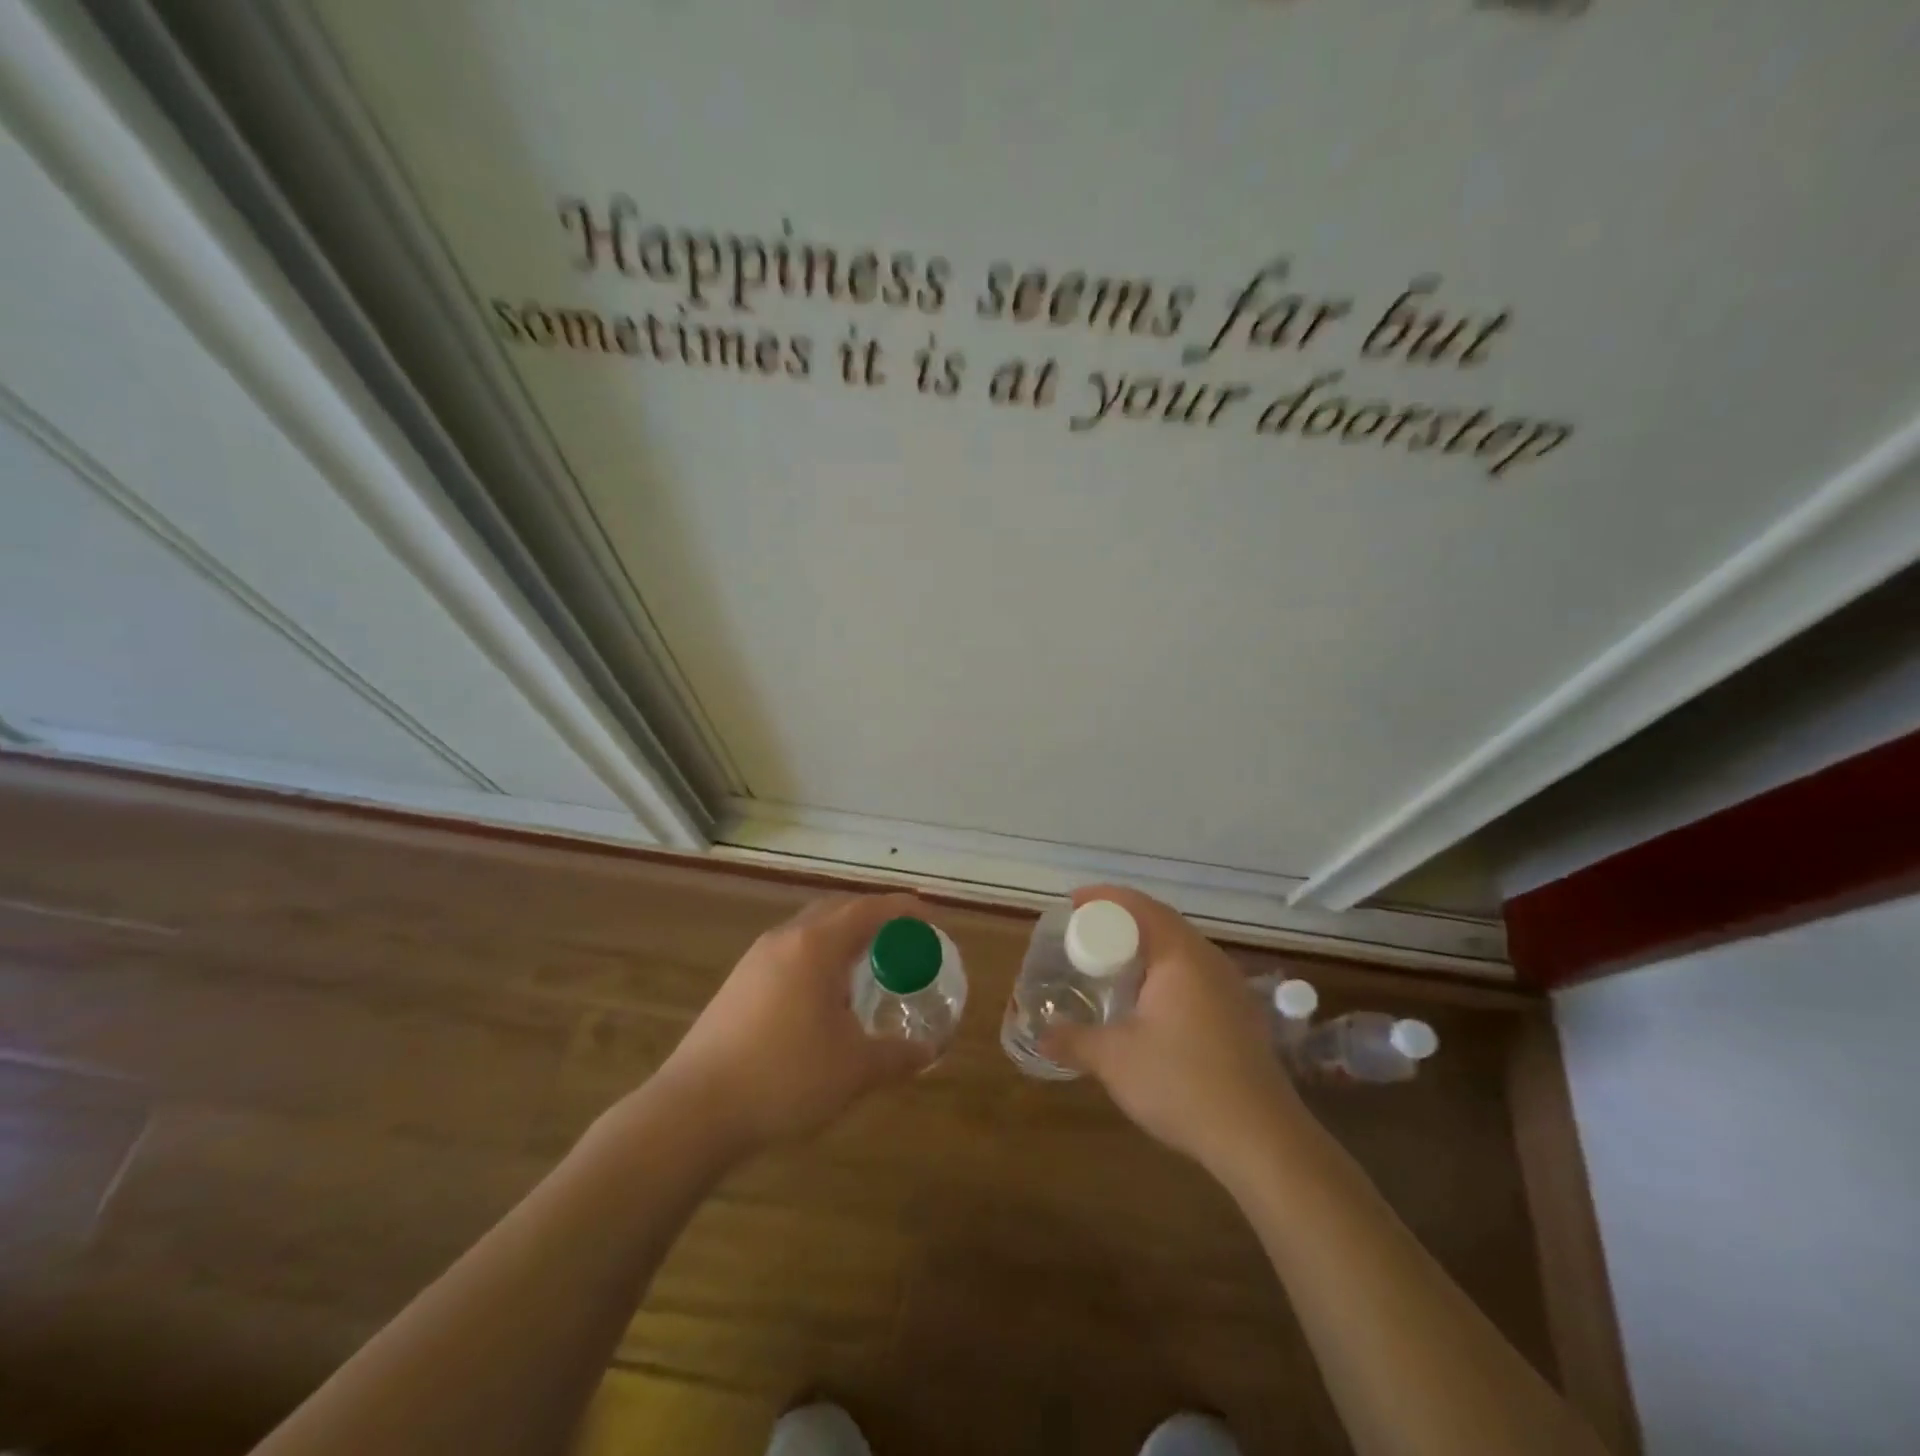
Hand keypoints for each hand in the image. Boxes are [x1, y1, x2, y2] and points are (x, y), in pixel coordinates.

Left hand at [647, 892, 938, 1154]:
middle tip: (904, 938)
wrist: (693, 1110)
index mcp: (816, 945)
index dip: (904, 909)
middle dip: (874, 916)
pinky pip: (791, 951)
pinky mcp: (738, 983)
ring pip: (810, 929)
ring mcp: (756, 959)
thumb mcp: (854, 1070)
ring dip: (843, 935)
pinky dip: (819, 956)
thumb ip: (897, 1055)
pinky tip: (824, 994)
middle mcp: (785, 938)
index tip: (931, 917)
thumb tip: (929, 1052)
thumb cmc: (784, 1078)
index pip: (869, 909)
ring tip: (867, 965)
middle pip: (838, 909)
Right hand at [1041, 885, 1305, 1174]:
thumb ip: (1073, 1041)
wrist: (1261, 1139)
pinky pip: (1194, 974)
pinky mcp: (1240, 1014)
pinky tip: (1149, 1002)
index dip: (1103, 898)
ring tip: (1112, 964)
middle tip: (1085, 934)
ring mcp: (1230, 986)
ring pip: (1180, 949)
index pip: (1138, 905)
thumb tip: (1040, 1035)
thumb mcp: (1115, 1061)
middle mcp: (1209, 960)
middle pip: (1161, 922)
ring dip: (1145, 948)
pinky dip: (1164, 972)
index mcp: (1180, 955)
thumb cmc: (1183, 1083)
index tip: (1072, 903)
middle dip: (1121, 921)